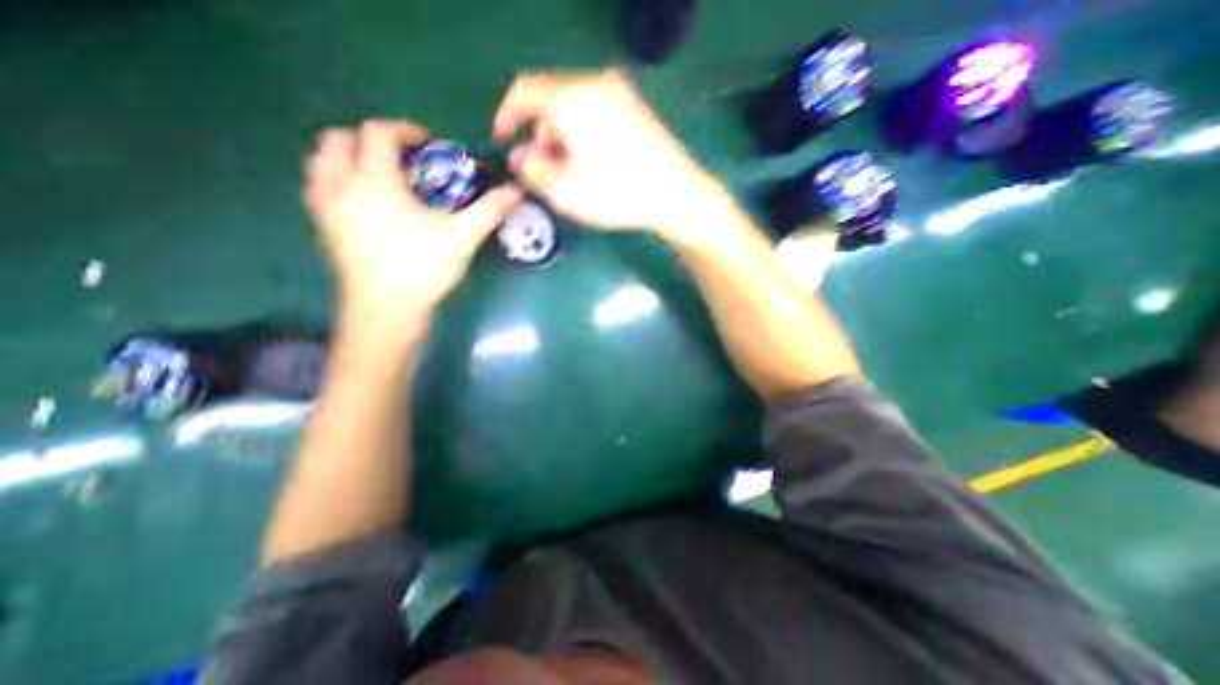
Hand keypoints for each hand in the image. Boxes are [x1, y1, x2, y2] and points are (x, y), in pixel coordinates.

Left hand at [302, 121, 518, 331]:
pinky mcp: (322, 226)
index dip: (405, 130)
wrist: (386, 309)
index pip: (379, 132)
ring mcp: (325, 205)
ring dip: (348, 156)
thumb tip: (516, 191)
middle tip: (402, 159)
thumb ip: (488, 210)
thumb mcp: (462, 237)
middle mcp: (341, 183)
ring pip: (321, 160)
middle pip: (340, 138)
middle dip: (371, 139)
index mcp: (375, 179)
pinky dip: (338, 179)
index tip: (429, 144)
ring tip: (379, 176)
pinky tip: (363, 201)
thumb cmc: (423, 268)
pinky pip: (319, 185)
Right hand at [493, 70, 723, 240]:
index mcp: (571, 98)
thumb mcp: (564, 191)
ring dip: (563, 136)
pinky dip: (584, 133)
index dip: (507, 115)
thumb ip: (532, 170)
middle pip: (551, 100)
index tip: (503, 140)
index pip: (524, 92)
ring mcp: (620, 94)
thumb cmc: (616, 194)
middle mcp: (595, 84)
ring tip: (572, 172)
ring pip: (575, 107)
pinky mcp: (636, 108)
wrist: (675, 194)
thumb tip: (520, 155)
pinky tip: (594, 162)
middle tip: (545, 170)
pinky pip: (596, 112)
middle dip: (540, 134)